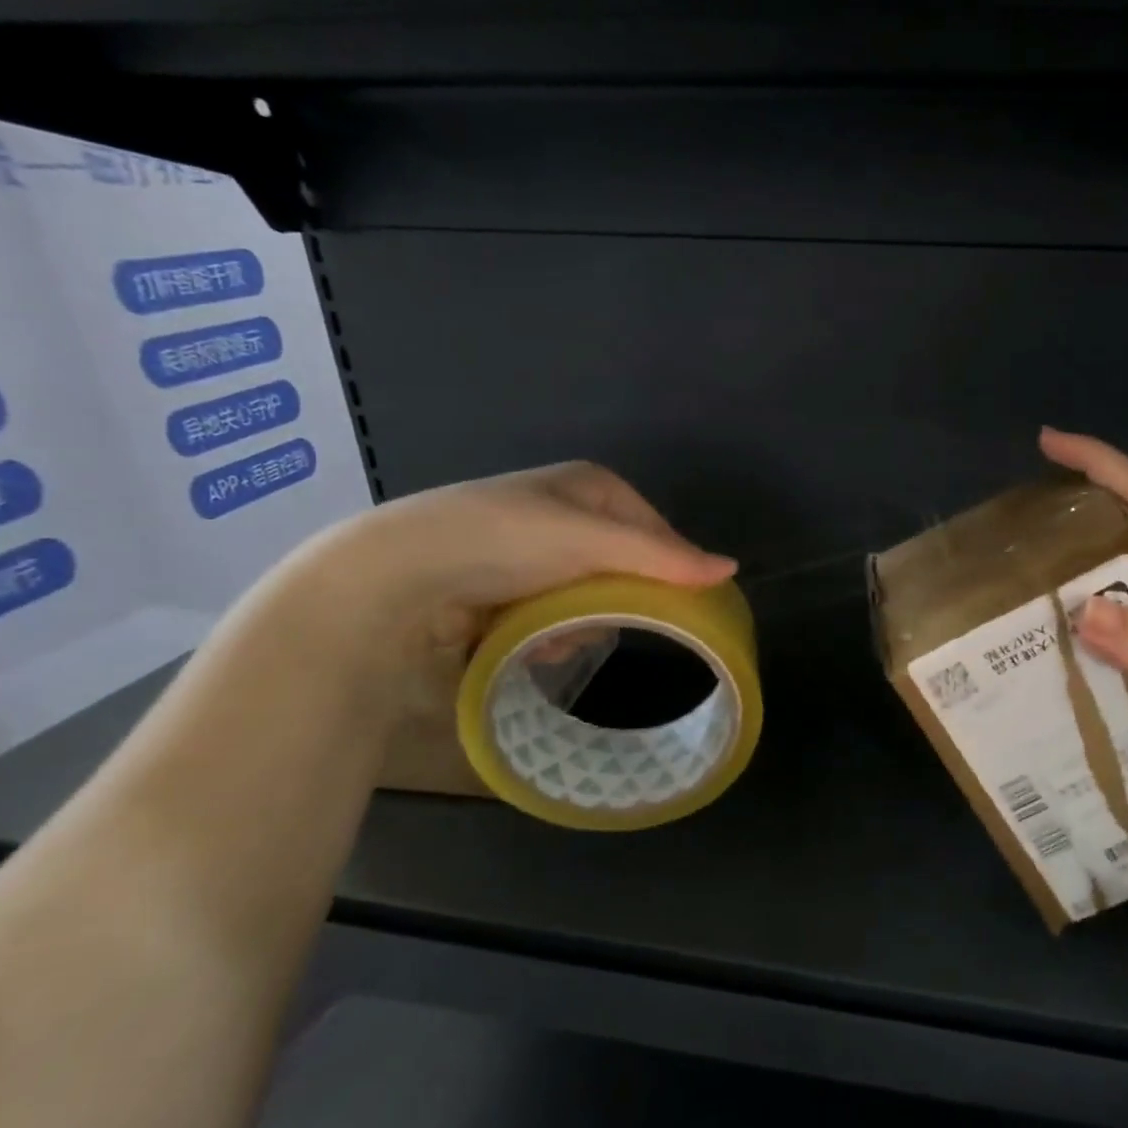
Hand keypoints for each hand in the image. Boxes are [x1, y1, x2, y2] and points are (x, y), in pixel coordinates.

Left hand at [256, 462, 734, 743]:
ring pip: (590, 594)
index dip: (667, 566)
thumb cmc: (503, 541)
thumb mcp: (589, 542)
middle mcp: (564, 512)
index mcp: (589, 486)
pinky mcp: (505, 586)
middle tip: (595, 622)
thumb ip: (662, 558)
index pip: (654, 528)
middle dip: (614, 600)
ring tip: (552, 636)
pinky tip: (527, 641)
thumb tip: (731, 569)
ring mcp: (532, 550)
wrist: (396, 576)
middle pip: (623, 566)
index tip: (672, 606)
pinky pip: (554, 611)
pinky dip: (549, 631)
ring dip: (580, 621)